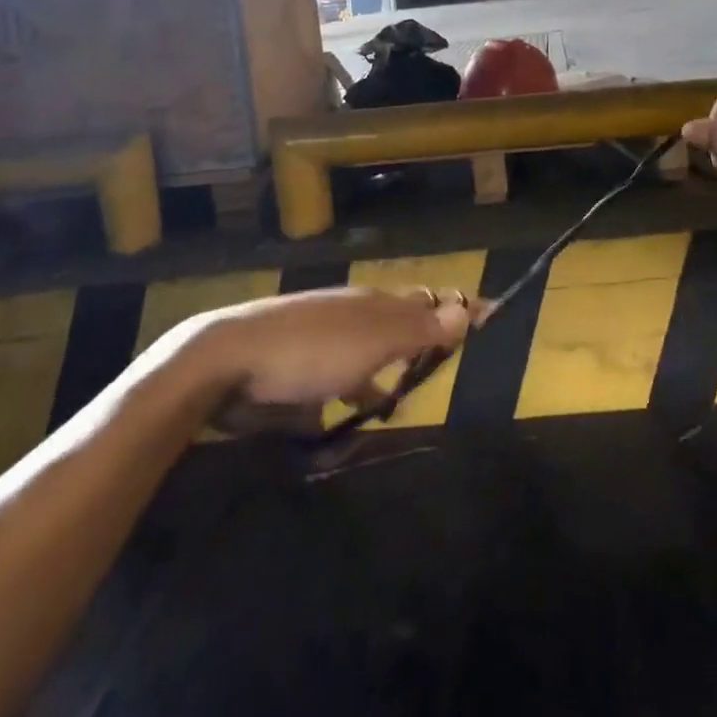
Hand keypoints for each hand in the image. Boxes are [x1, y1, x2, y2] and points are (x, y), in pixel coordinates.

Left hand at [152, 288, 473, 414]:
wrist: (227, 359)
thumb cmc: (311, 348)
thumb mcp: (373, 339)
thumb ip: (421, 328)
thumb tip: (469, 307)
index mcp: (373, 302)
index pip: (427, 301)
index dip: (456, 311)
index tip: (489, 317)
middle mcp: (351, 314)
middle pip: (398, 324)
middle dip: (421, 342)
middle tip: (443, 363)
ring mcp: (321, 339)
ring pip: (366, 354)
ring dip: (384, 374)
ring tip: (396, 403)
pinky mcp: (294, 367)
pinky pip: (334, 379)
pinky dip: (348, 393)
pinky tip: (348, 415)